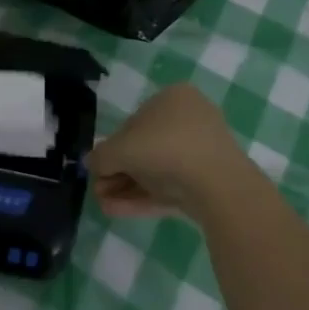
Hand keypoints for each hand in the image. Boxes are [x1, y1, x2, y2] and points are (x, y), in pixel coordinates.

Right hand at [89, 83, 255, 220]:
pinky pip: (171, 186)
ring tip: (104, 206)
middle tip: (99, 190)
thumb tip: (91, 163)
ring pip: (157, 171)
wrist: (218, 185)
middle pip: (145, 148)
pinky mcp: (208, 181)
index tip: (99, 168)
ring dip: (127, 187)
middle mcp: (190, 119)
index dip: (113, 147)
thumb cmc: (165, 149)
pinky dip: (144, 197)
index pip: (134, 122)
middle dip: (118, 172)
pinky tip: (118, 211)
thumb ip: (101, 156)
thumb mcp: (121, 149)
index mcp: (173, 98)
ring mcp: (202, 152)